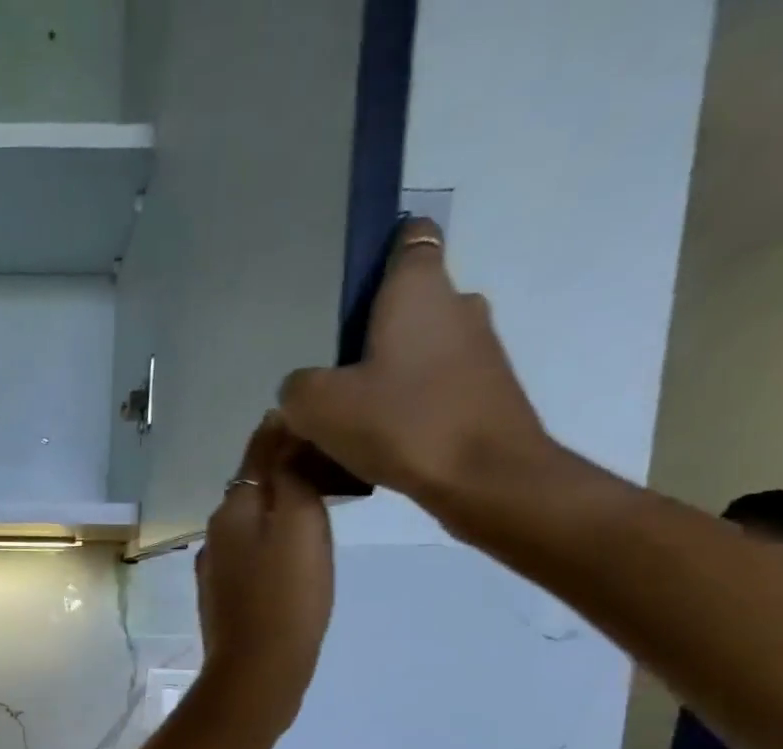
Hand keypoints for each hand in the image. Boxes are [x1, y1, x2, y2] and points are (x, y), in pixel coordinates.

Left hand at [194, 414, 334, 736]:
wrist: (257, 671)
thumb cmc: (286, 596)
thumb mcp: (299, 522)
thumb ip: (291, 473)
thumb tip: (283, 427)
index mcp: (232, 508)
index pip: (259, 450)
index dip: (290, 432)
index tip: (327, 423)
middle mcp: (215, 532)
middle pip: (254, 486)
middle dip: (287, 470)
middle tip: (335, 466)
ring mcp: (216, 568)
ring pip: (252, 522)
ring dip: (281, 509)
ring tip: (322, 506)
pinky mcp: (225, 597)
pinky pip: (251, 554)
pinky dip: (273, 543)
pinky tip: (294, 555)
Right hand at [277, 218, 553, 526]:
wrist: (485, 477)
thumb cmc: (403, 423)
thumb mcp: (318, 407)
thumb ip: (297, 390)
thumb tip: (301, 390)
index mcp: (418, 288)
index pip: (408, 238)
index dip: (378, 254)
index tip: (348, 290)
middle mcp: (456, 304)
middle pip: (405, 305)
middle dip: (369, 333)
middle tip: (329, 374)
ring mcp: (478, 349)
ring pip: (418, 351)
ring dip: (387, 375)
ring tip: (348, 419)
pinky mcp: (484, 391)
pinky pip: (433, 388)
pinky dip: (407, 406)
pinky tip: (379, 443)